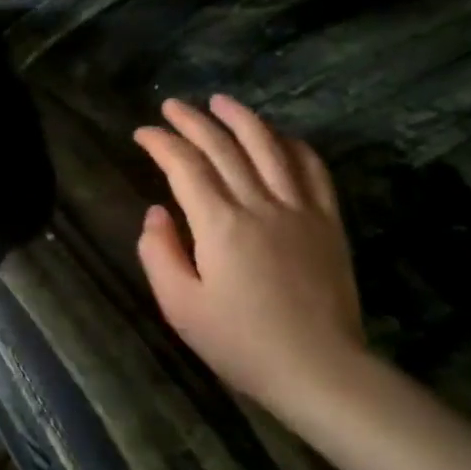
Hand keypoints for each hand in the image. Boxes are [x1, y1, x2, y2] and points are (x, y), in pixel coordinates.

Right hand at [134, 96, 365, 408]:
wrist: (319, 369)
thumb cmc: (240, 342)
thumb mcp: (180, 307)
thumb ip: (159, 253)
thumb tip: (156, 213)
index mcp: (220, 225)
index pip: (185, 167)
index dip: (161, 144)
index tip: (143, 133)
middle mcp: (260, 204)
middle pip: (224, 147)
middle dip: (193, 121)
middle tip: (172, 105)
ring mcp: (300, 209)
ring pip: (270, 147)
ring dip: (242, 119)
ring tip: (221, 101)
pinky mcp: (328, 222)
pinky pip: (312, 169)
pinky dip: (292, 145)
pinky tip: (279, 137)